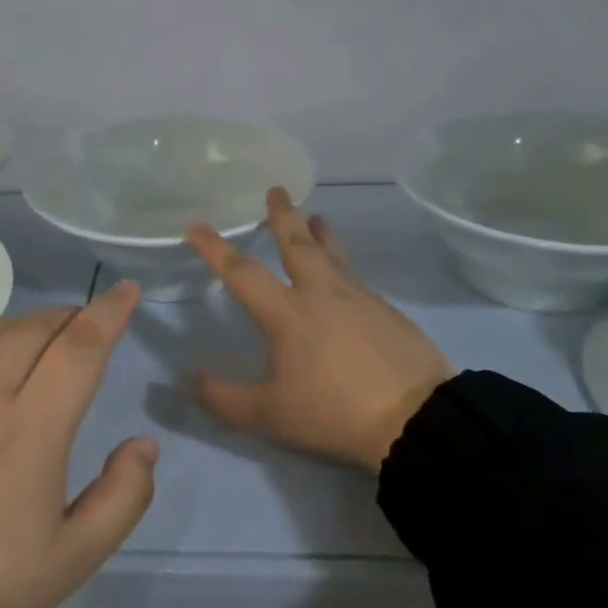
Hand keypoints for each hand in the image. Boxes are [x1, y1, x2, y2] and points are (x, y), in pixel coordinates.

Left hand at [0, 282, 157, 607]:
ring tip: (46, 331)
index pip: (79, 348)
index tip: (127, 290)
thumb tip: (143, 445)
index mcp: (33, 428)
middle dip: (70, 314)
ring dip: (27, 321)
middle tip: (91, 319)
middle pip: (32, 330)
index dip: (108, 313)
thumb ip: (122, 496)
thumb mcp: (75, 556)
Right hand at [187, 189, 451, 472]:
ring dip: (321, 233)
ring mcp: (360, 299)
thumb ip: (224, 398)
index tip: (197, 226)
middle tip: (277, 190)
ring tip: (317, 217)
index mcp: (288, 314)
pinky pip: (357, 277)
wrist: (415, 417)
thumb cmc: (333, 412)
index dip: (215, 248)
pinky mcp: (388, 312)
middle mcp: (322, 294)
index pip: (242, 273)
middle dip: (283, 216)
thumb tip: (192, 377)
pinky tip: (345, 276)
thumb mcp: (269, 415)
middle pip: (298, 245)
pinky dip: (343, 264)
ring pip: (334, 255)